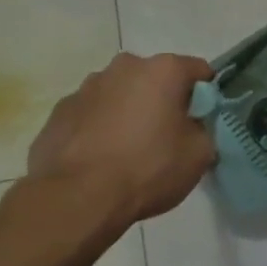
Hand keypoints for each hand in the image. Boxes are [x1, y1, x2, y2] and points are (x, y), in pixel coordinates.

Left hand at [27, 53, 216, 227]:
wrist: (77, 198)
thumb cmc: (148, 168)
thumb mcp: (200, 154)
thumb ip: (203, 129)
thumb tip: (192, 127)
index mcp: (163, 70)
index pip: (199, 71)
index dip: (207, 96)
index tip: (204, 121)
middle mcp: (123, 67)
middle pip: (155, 79)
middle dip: (164, 101)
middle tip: (167, 137)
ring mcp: (85, 88)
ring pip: (120, 95)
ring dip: (129, 112)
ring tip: (129, 151)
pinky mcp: (59, 112)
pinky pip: (91, 115)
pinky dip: (100, 129)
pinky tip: (101, 159)